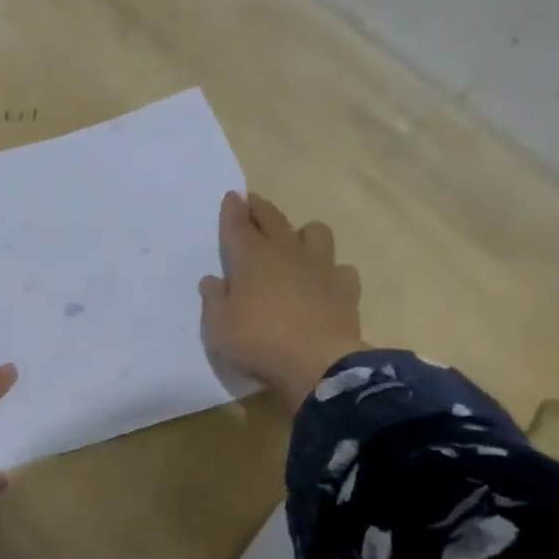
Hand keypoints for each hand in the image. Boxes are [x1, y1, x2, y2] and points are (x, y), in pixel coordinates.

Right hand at [200, 191, 366, 404]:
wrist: (318, 363)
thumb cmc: (259, 342)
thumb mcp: (220, 327)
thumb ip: (214, 300)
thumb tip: (213, 280)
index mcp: (252, 259)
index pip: (238, 226)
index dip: (232, 210)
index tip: (231, 195)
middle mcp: (287, 254)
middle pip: (273, 220)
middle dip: (260, 209)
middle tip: (254, 202)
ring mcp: (320, 268)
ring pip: (316, 233)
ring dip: (303, 233)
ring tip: (296, 241)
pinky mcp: (345, 287)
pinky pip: (341, 269)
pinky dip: (332, 271)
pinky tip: (325, 281)